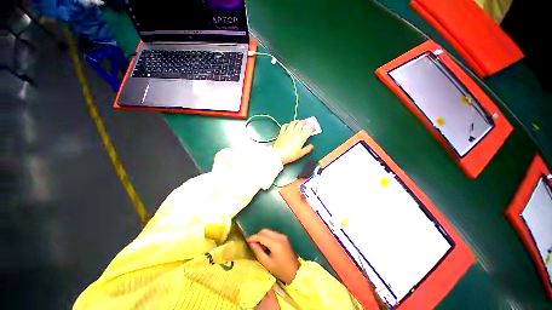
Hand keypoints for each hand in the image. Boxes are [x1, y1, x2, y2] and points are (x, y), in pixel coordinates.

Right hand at [247, 229, 299, 283]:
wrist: (295, 272)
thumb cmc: (280, 270)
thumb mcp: (267, 263)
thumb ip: (258, 252)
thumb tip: (251, 244)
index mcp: (275, 243)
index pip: (261, 236)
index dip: (253, 237)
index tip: (246, 241)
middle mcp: (279, 236)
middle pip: (265, 231)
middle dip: (257, 235)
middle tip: (252, 244)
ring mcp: (282, 236)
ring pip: (269, 231)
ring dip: (262, 236)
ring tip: (259, 246)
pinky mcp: (284, 237)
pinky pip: (273, 234)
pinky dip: (267, 237)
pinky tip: (266, 246)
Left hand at [272, 120, 314, 164]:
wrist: (278, 154)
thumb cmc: (290, 155)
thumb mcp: (301, 154)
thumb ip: (307, 149)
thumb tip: (311, 145)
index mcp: (301, 137)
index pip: (309, 130)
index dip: (312, 128)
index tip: (314, 128)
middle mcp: (295, 132)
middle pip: (301, 123)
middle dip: (305, 121)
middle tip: (306, 121)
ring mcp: (287, 131)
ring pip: (293, 122)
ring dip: (297, 121)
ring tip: (298, 121)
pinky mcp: (281, 132)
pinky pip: (284, 125)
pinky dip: (287, 124)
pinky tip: (288, 125)